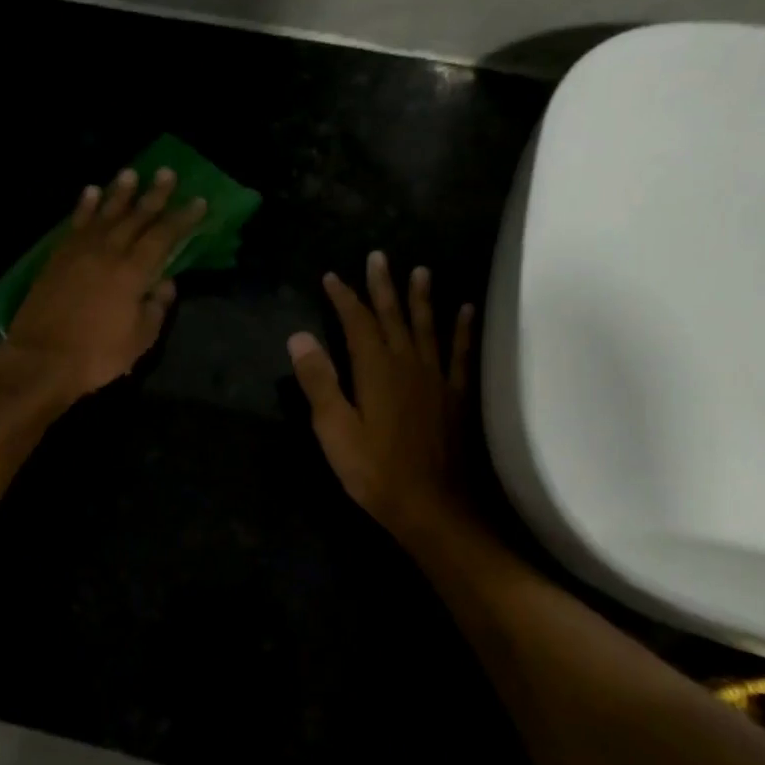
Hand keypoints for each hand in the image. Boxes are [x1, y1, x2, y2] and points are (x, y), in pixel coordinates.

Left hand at [0, 166, 205, 403]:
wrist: (41, 359)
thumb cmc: (96, 355)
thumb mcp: (139, 340)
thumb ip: (156, 308)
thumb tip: (166, 283)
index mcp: (133, 272)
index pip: (164, 237)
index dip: (182, 219)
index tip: (197, 201)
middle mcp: (108, 252)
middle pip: (136, 217)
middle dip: (154, 195)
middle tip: (167, 173)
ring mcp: (79, 251)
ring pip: (104, 213)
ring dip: (119, 192)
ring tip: (131, 173)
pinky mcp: (57, 257)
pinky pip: (75, 223)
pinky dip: (85, 206)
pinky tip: (91, 192)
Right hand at [287, 251, 473, 544]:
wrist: (432, 507)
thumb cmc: (374, 472)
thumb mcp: (334, 430)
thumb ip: (318, 381)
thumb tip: (299, 336)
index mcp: (375, 371)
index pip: (357, 323)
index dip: (344, 298)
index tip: (332, 277)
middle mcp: (408, 365)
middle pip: (393, 317)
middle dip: (383, 287)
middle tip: (379, 256)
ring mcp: (436, 379)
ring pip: (427, 328)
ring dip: (421, 299)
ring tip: (420, 271)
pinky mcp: (456, 397)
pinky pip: (460, 354)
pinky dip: (462, 330)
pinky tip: (465, 311)